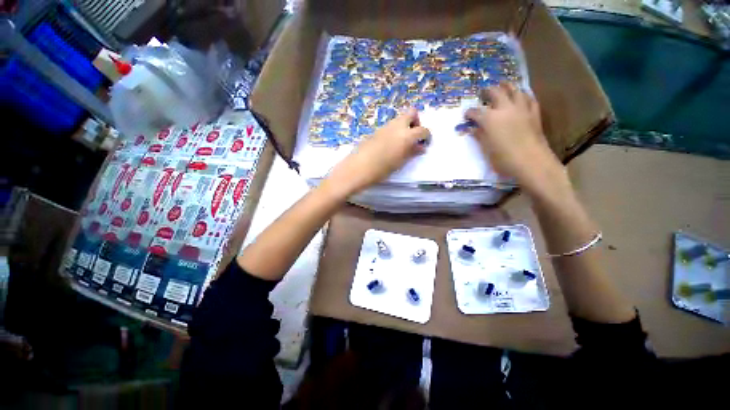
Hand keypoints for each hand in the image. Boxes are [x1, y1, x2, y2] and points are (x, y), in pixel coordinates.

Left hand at [324, 108, 429, 197]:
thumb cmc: (382, 169)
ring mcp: (385, 127)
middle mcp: (397, 126)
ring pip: (399, 118)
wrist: (358, 168)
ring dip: (405, 126)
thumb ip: (412, 152)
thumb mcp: (400, 162)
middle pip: (411, 112)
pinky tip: (390, 145)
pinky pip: (390, 126)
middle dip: (416, 122)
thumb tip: (421, 147)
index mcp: (406, 135)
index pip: (423, 130)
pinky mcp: (376, 131)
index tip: (425, 143)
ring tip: (402, 143)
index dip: (427, 136)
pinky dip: (395, 131)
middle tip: (413, 137)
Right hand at [465, 83, 566, 194]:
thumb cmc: (504, 159)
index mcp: (490, 119)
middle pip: (495, 93)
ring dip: (507, 86)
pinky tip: (522, 94)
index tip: (466, 115)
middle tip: (483, 92)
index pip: (476, 112)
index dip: (469, 113)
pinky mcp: (534, 114)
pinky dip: (524, 95)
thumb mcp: (486, 149)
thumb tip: (472, 129)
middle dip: (487, 91)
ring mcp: (521, 109)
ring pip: (515, 91)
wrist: (531, 162)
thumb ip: (479, 136)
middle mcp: (505, 109)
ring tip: (502, 84)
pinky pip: (529, 99)